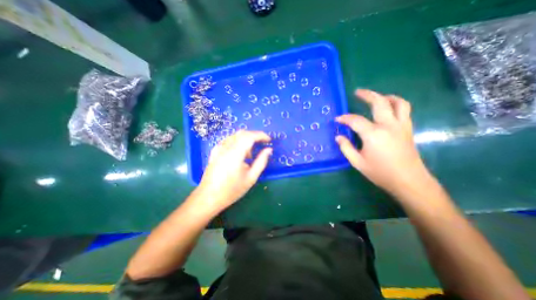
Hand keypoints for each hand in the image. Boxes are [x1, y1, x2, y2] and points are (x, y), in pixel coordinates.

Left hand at [195, 130, 272, 210]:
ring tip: (250, 155)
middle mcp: (226, 148)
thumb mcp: (251, 178)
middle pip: (242, 133)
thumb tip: (268, 150)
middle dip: (254, 136)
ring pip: (235, 136)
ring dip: (246, 140)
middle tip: (262, 144)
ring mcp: (218, 149)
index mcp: (235, 154)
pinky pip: (228, 140)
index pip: (249, 136)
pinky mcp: (215, 151)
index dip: (261, 135)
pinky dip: (237, 142)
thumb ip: (261, 162)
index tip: (269, 140)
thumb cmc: (232, 190)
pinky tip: (239, 154)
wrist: (209, 197)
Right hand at [334, 89, 429, 196]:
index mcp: (373, 134)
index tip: (337, 119)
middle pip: (379, 102)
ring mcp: (401, 126)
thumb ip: (346, 147)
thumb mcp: (357, 162)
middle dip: (367, 95)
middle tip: (357, 92)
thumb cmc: (380, 172)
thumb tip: (338, 137)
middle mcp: (388, 125)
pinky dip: (395, 104)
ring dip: (385, 96)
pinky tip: (388, 108)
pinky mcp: (408, 129)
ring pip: (398, 103)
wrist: (408, 181)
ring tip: (376, 97)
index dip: (344, 118)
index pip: (355, 120)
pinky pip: (404, 110)